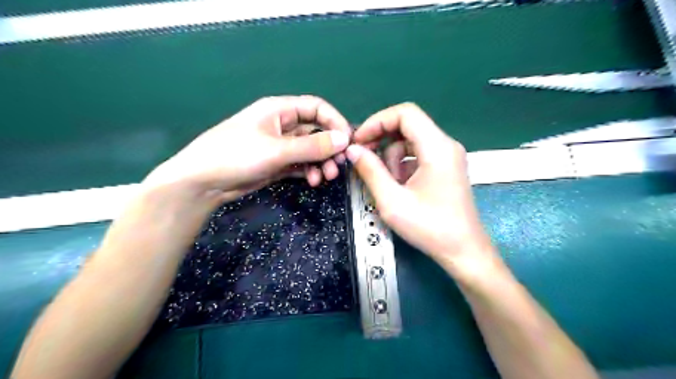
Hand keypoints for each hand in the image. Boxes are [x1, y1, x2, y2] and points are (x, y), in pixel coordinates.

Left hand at [143, 97, 350, 205]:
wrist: (203, 182)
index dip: (335, 121)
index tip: (347, 140)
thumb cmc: (236, 155)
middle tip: (338, 165)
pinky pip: (301, 164)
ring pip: (310, 150)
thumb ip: (312, 146)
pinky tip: (312, 180)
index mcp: (279, 110)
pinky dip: (309, 171)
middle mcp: (282, 125)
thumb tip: (344, 139)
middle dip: (329, 148)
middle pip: (316, 131)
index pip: (316, 108)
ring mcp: (280, 146)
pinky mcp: (277, 163)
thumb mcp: (276, 150)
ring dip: (321, 162)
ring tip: (325, 177)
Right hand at [348, 104, 495, 277]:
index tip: (359, 141)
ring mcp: (447, 157)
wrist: (463, 251)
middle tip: (362, 158)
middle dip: (381, 139)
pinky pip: (417, 155)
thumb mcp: (392, 201)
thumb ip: (370, 171)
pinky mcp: (445, 168)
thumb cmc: (430, 228)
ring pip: (410, 141)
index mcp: (437, 147)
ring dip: (391, 156)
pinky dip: (402, 165)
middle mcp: (446, 145)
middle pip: (408, 125)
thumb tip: (353, 150)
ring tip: (386, 183)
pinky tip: (398, 186)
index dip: (377, 121)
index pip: (405, 113)